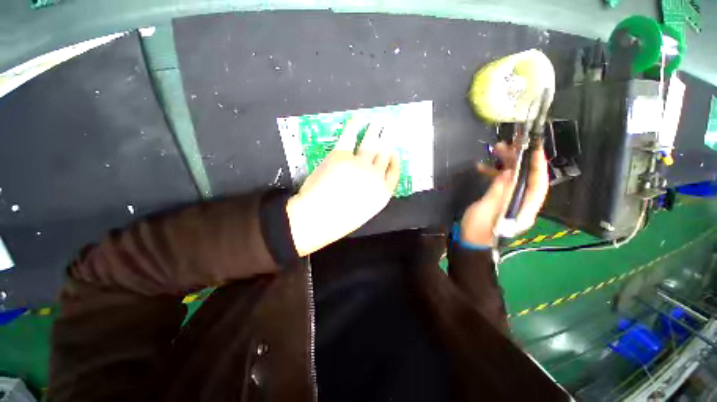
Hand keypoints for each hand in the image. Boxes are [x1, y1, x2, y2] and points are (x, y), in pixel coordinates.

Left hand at [286, 119, 400, 255]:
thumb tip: (370, 182)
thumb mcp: (363, 212)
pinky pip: (350, 136)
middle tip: (390, 129)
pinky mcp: (341, 154)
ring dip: (376, 130)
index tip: (394, 151)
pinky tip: (358, 118)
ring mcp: (359, 163)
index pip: (394, 172)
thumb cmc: (339, 221)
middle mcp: (375, 175)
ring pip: (371, 143)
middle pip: (384, 154)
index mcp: (382, 193)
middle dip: (387, 141)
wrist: (318, 217)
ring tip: (379, 121)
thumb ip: (371, 195)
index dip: (395, 160)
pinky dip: (354, 125)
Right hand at [460, 142, 548, 245]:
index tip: (534, 148)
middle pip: (526, 178)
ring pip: (514, 178)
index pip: (538, 184)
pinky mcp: (500, 200)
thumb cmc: (478, 228)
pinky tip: (483, 167)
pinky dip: (495, 174)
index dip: (538, 166)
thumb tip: (510, 172)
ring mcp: (511, 201)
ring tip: (496, 150)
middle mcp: (523, 203)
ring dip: (506, 164)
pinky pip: (502, 183)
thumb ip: (500, 191)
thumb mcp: (487, 209)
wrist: (469, 240)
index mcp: (525, 209)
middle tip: (508, 145)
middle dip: (519, 160)